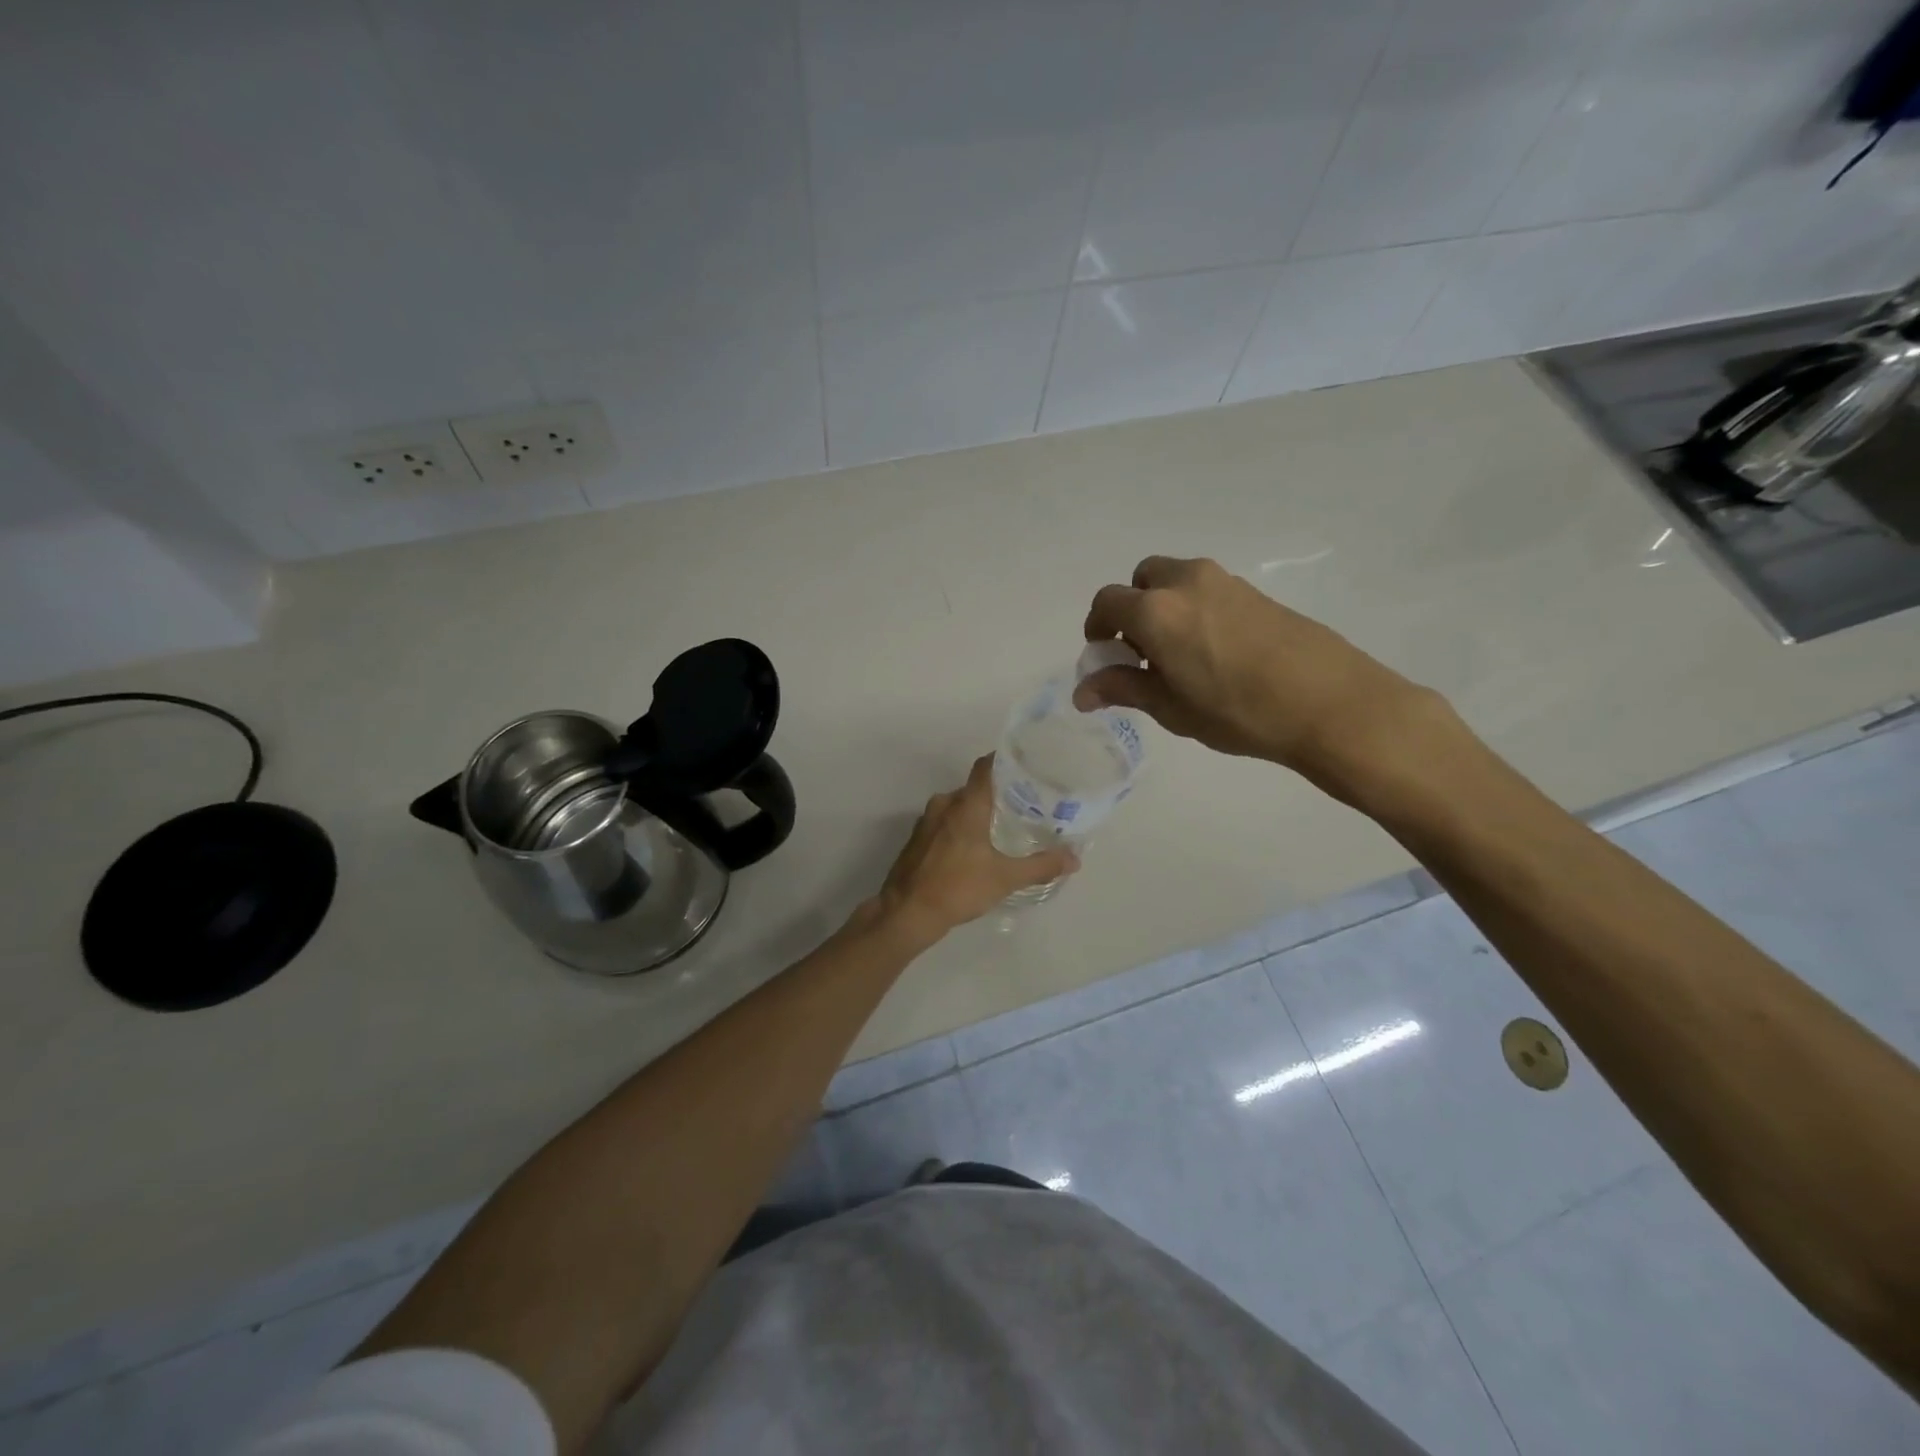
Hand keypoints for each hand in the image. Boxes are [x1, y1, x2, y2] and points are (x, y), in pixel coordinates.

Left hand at [875, 756, 1077, 941]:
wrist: (906, 912)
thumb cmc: (958, 887)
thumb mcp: (1005, 878)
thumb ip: (1041, 866)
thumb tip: (1075, 858)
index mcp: (965, 804)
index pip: (985, 767)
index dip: (1004, 760)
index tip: (1025, 763)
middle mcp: (944, 804)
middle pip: (974, 788)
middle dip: (996, 793)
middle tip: (1023, 803)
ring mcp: (926, 821)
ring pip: (957, 807)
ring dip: (977, 813)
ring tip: (1002, 826)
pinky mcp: (917, 839)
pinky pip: (944, 823)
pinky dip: (960, 828)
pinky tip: (974, 847)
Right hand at [1075, 556, 1447, 794]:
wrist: (1329, 703)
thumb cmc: (1237, 712)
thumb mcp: (1171, 708)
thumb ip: (1123, 688)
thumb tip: (1082, 692)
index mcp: (1156, 610)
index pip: (1107, 602)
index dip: (1097, 628)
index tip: (1105, 657)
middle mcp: (1186, 582)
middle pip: (1142, 579)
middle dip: (1132, 608)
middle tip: (1142, 651)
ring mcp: (1225, 582)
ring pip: (1177, 580)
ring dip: (1165, 606)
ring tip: (1179, 655)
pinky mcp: (1256, 592)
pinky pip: (1208, 590)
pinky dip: (1195, 609)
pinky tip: (1215, 651)